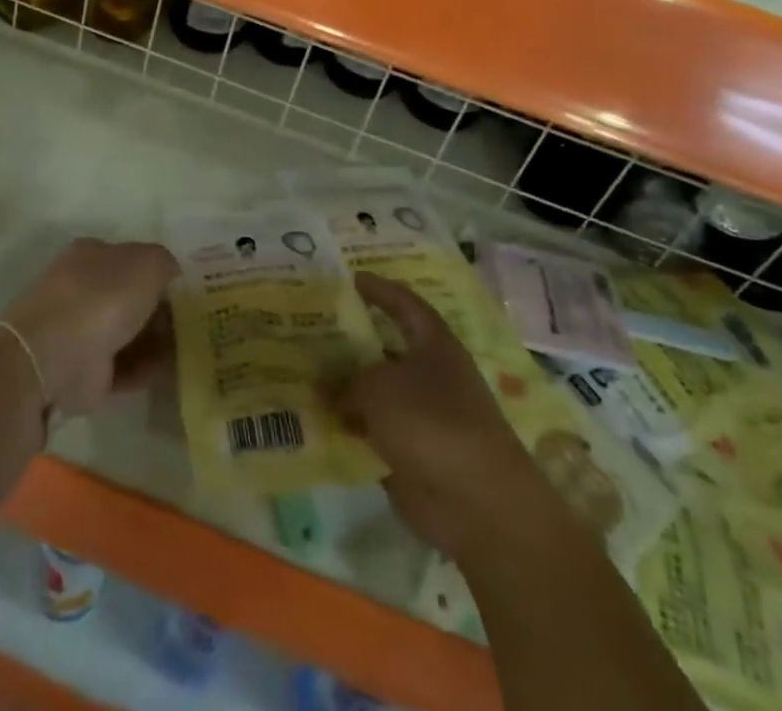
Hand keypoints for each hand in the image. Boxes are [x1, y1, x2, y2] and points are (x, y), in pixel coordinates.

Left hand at [1, 239, 178, 417]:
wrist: (55, 356)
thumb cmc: (103, 296)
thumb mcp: (148, 262)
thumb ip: (166, 264)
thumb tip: (172, 276)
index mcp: (92, 255)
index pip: (131, 259)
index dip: (160, 272)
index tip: (188, 289)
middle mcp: (84, 289)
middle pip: (132, 298)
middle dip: (162, 310)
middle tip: (195, 321)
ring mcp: (82, 332)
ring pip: (130, 333)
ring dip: (158, 341)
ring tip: (191, 348)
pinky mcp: (85, 372)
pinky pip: (125, 367)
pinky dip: (147, 368)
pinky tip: (172, 369)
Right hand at [327, 274, 545, 562]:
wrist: (477, 503)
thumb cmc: (432, 422)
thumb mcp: (378, 388)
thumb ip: (345, 382)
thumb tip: (321, 387)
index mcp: (434, 343)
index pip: (404, 303)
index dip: (379, 289)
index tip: (350, 279)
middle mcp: (431, 374)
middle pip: (385, 349)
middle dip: (352, 342)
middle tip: (312, 331)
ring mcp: (423, 416)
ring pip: (377, 392)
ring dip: (346, 388)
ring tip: (304, 376)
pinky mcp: (413, 453)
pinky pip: (374, 431)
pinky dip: (350, 428)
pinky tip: (316, 423)